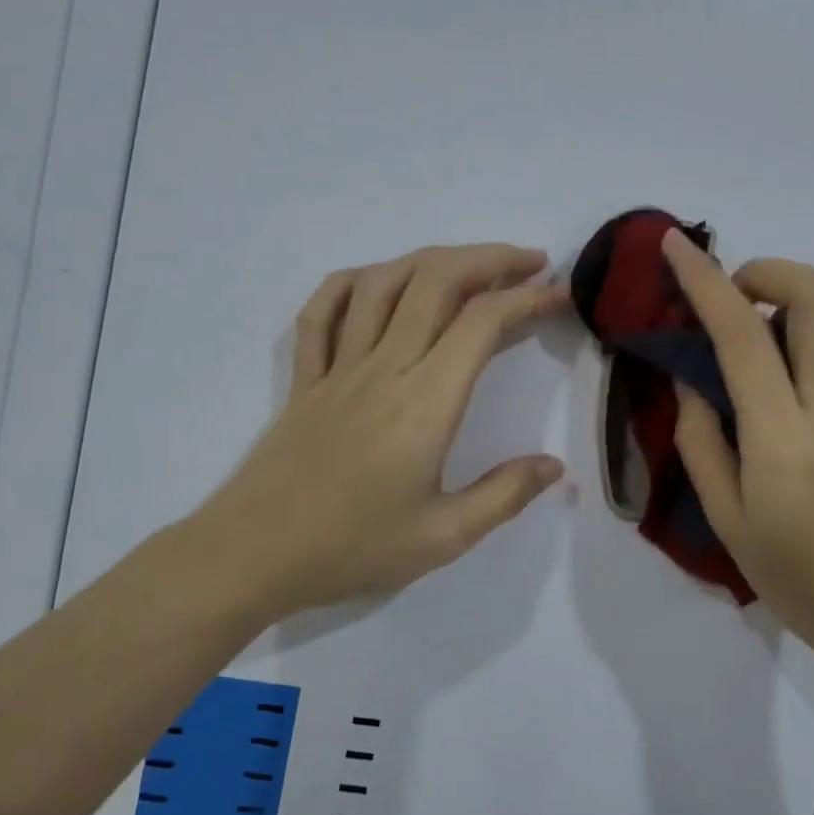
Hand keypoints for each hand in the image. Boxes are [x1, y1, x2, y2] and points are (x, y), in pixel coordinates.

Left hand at [192, 244, 569, 622]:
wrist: (254, 555)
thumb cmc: (352, 548)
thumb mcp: (443, 537)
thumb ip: (504, 496)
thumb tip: (553, 467)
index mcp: (424, 403)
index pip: (481, 323)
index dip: (526, 297)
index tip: (559, 295)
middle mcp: (383, 368)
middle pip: (435, 281)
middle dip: (489, 258)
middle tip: (529, 262)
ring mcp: (337, 367)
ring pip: (382, 283)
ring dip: (430, 259)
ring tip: (467, 265)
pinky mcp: (304, 378)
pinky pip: (322, 311)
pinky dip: (352, 282)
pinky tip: (376, 281)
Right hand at [659, 229, 813, 677]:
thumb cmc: (800, 580)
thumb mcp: (727, 521)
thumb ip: (701, 442)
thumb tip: (692, 382)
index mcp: (781, 434)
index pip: (739, 332)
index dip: (703, 279)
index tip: (674, 246)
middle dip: (767, 272)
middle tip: (730, 300)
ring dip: (801, 299)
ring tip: (765, 333)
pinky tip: (807, 365)